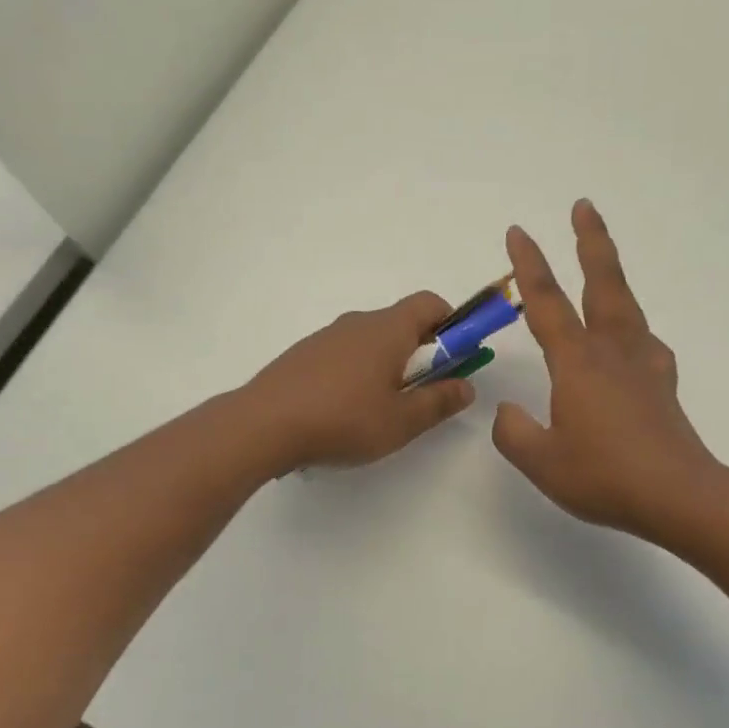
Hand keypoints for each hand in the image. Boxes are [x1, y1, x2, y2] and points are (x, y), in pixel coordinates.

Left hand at [248, 292, 475, 470]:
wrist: (262, 424)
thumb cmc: (343, 419)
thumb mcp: (401, 421)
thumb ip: (439, 402)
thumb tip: (467, 386)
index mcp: (388, 329)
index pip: (430, 303)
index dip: (452, 323)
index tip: (457, 356)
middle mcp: (357, 322)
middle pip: (401, 323)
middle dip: (421, 351)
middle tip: (423, 394)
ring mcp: (326, 336)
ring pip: (370, 341)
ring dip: (387, 364)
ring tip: (380, 409)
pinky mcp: (303, 355)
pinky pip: (343, 354)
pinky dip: (356, 373)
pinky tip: (344, 411)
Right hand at [493, 201, 718, 539]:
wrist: (679, 496)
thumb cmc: (605, 476)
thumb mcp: (541, 461)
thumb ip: (513, 433)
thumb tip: (508, 412)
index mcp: (577, 362)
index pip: (546, 302)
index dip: (529, 265)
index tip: (518, 232)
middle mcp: (612, 351)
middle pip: (602, 283)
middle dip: (590, 242)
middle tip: (583, 207)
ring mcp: (643, 365)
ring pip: (625, 306)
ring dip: (611, 275)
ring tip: (602, 263)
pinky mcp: (662, 385)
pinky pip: (644, 342)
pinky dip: (632, 329)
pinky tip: (630, 343)